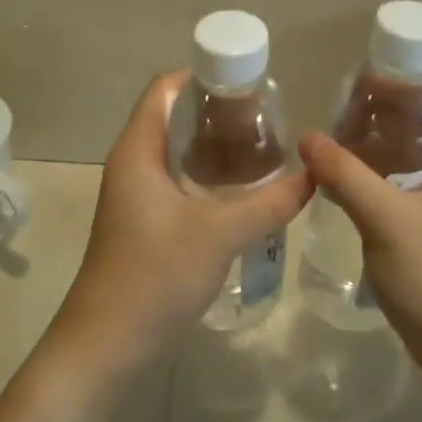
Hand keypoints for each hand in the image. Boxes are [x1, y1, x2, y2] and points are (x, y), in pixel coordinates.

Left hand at [48, 73, 313, 381]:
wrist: (106, 345)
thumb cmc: (155, 276)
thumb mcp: (220, 234)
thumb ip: (269, 202)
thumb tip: (314, 175)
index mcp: (138, 149)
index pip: (165, 89)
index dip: (203, 76)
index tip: (249, 84)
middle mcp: (132, 163)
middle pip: (174, 117)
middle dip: (218, 113)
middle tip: (267, 119)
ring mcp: (136, 195)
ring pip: (178, 153)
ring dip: (215, 147)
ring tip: (263, 149)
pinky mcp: (144, 222)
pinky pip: (178, 182)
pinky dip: (208, 177)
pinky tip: (242, 191)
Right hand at [297, 77, 421, 369]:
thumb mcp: (386, 220)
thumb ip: (346, 175)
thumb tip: (307, 137)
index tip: (380, 78)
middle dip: (394, 105)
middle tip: (348, 106)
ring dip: (386, 138)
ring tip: (342, 135)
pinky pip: (413, 179)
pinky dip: (385, 168)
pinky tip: (350, 177)